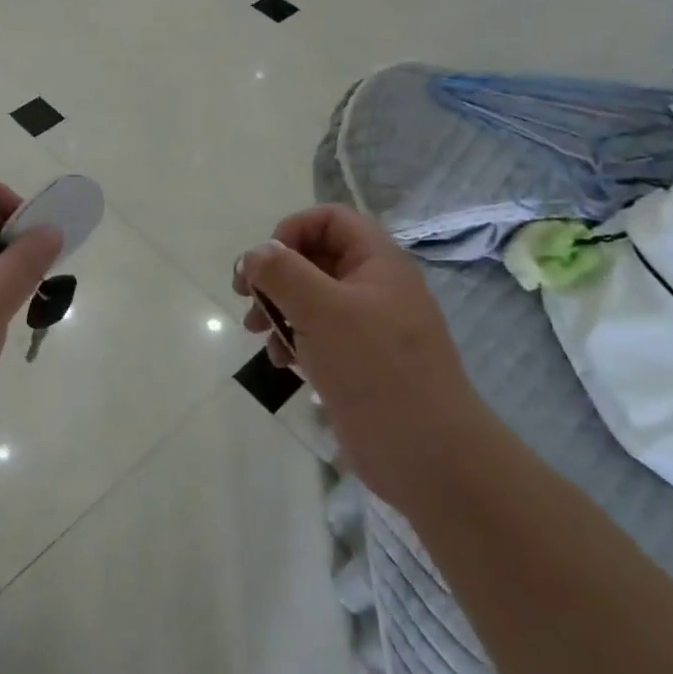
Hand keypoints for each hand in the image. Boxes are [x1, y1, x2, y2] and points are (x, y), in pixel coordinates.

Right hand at [233, 204, 486, 508]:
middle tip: (245, 296)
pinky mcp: (357, 362)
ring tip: (257, 334)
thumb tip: (255, 253)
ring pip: (309, 298)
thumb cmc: (375, 368)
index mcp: (377, 262)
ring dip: (277, 310)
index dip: (292, 230)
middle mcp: (373, 287)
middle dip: (275, 275)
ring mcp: (366, 327)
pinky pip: (316, 335)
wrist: (426, 454)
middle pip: (314, 258)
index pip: (330, 219)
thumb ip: (282, 272)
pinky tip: (282, 364)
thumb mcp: (321, 309)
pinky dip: (293, 342)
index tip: (265, 263)